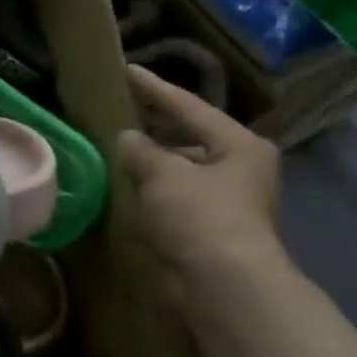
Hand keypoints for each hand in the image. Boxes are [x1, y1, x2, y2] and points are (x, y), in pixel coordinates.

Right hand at [117, 65, 284, 285]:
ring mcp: (229, 201)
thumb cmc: (199, 217)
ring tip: (116, 149)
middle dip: (155, 127)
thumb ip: (140, 149)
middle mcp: (240, 168)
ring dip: (153, 162)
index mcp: (239, 145)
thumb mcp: (163, 173)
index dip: (154, 89)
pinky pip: (176, 197)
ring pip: (182, 170)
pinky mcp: (212, 229)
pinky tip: (127, 187)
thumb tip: (127, 138)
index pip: (189, 106)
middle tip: (121, 110)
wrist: (223, 286)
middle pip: (190, 137)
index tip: (127, 70)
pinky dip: (154, 190)